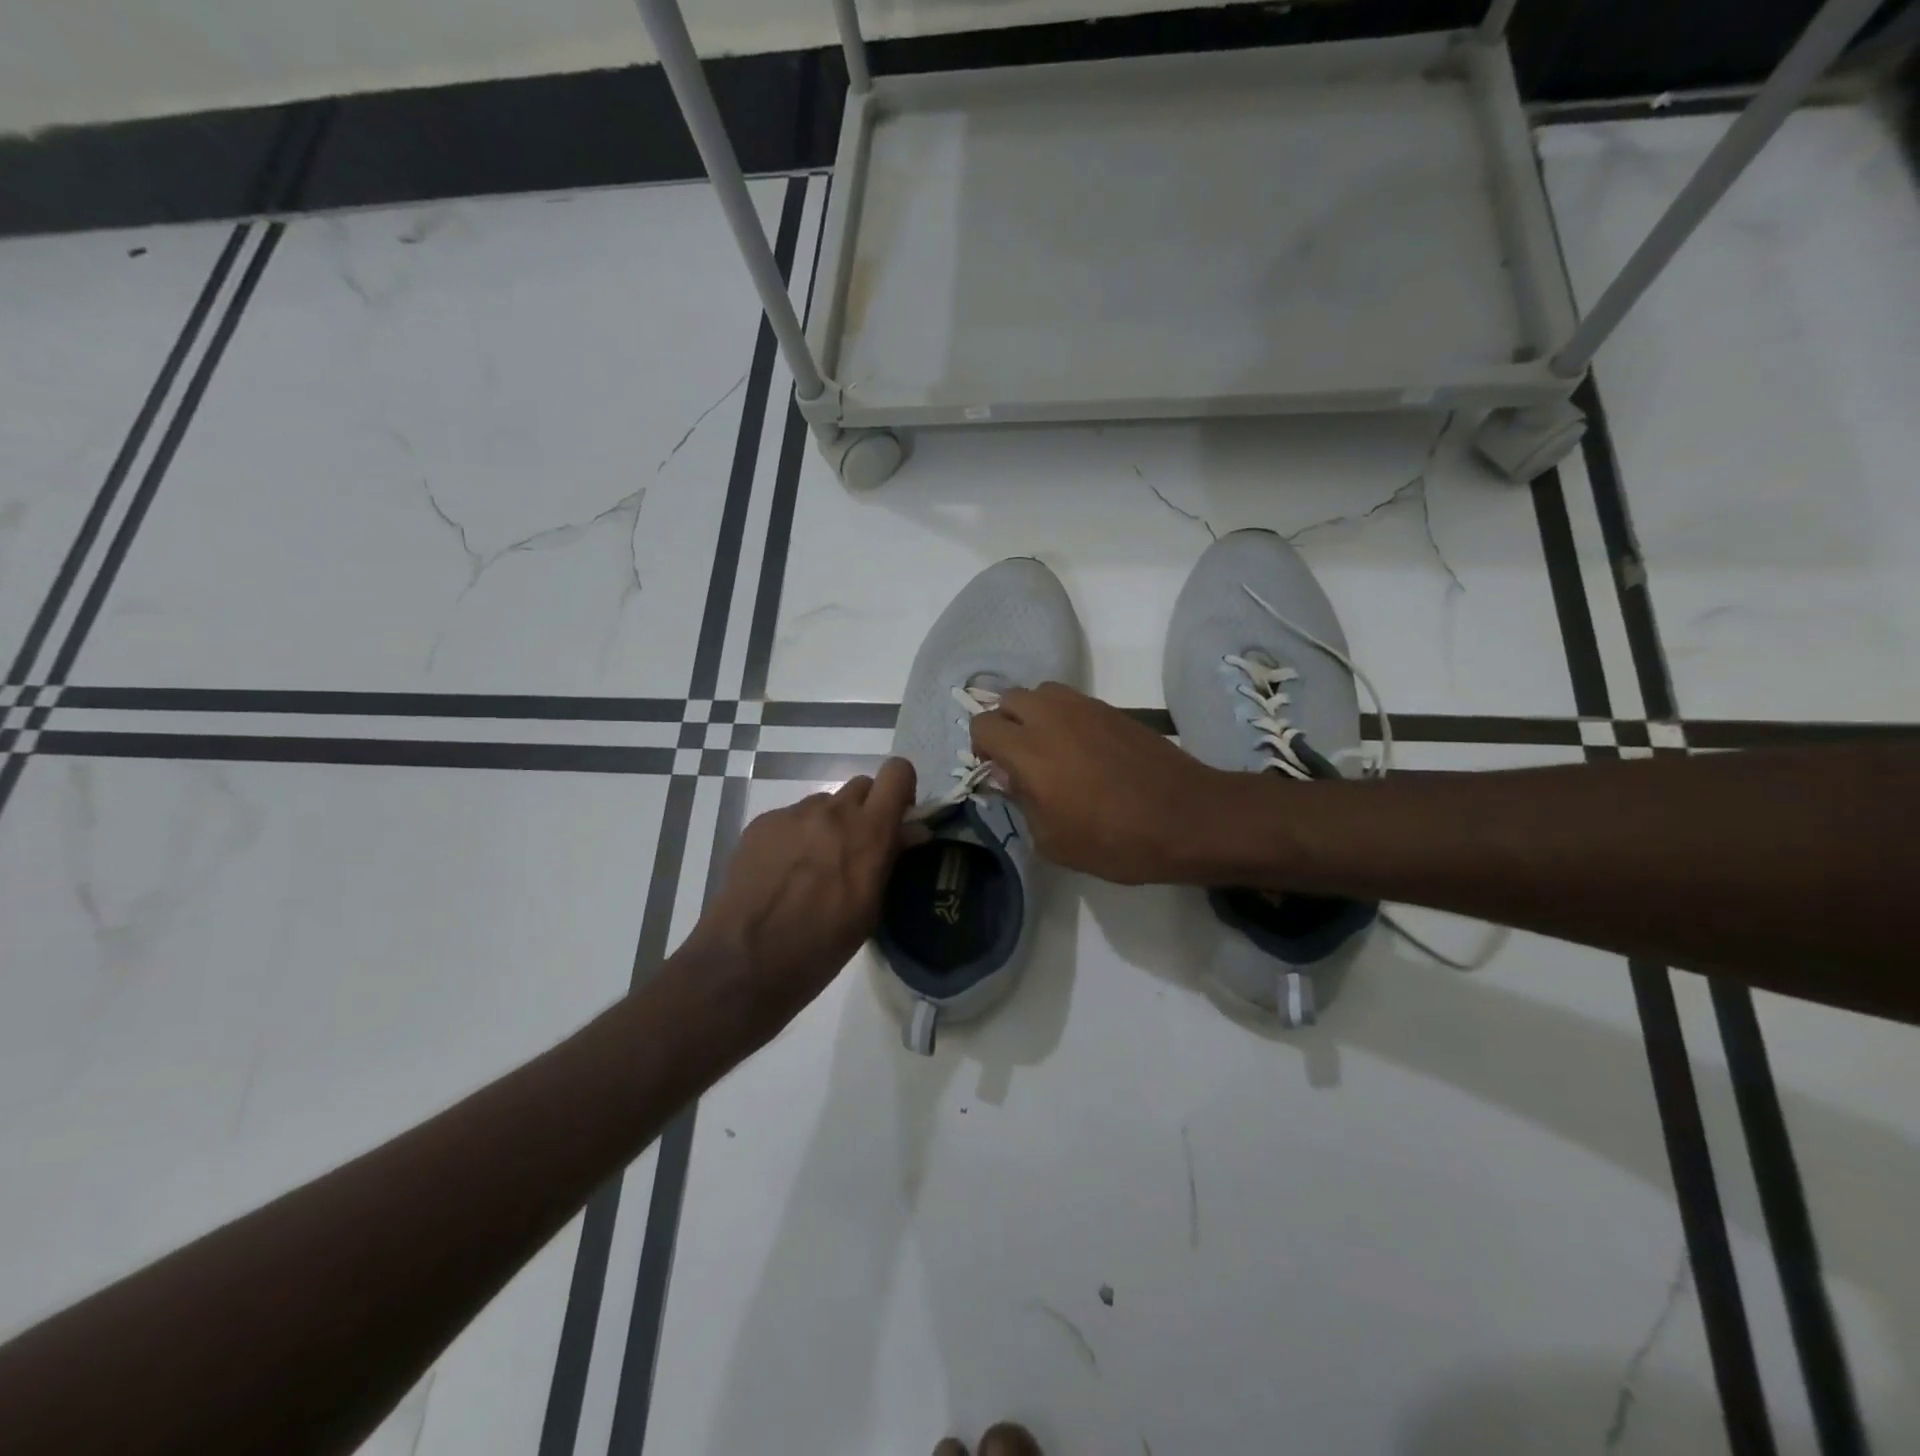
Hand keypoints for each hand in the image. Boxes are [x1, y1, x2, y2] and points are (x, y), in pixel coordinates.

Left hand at [682, 758, 916, 1040]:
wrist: (745, 961)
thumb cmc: (821, 947)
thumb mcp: (870, 909)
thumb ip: (890, 860)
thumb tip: (911, 831)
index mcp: (869, 832)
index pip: (897, 773)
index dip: (901, 790)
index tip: (897, 819)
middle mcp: (833, 811)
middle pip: (861, 785)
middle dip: (866, 810)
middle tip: (856, 849)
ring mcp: (793, 814)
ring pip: (824, 803)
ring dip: (828, 826)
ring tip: (812, 869)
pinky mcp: (762, 823)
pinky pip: (791, 819)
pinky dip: (795, 838)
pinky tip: (782, 874)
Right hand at [970, 683, 1227, 884]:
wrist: (1185, 818)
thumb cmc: (1114, 840)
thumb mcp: (1053, 840)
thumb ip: (1021, 801)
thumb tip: (1009, 775)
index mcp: (1029, 751)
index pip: (982, 725)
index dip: (981, 747)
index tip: (996, 771)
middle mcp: (1051, 718)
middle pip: (1008, 698)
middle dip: (1004, 724)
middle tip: (1018, 757)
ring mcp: (1085, 708)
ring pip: (1041, 692)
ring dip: (1034, 714)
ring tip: (1049, 748)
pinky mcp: (1112, 709)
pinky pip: (1072, 700)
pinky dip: (1063, 716)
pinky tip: (1081, 749)